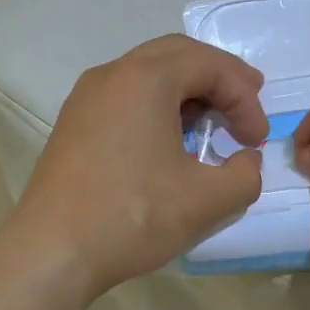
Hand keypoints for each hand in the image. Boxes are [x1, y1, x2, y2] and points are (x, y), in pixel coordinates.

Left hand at [0, 35, 268, 305]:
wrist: (53, 252)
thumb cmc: (133, 217)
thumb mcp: (207, 200)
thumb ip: (245, 174)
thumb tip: (245, 160)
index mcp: (144, 79)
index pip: (210, 66)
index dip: (245, 98)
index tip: (257, 140)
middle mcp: (110, 75)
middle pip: (176, 56)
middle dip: (217, 77)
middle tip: (247, 101)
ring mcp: (84, 100)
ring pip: (146, 76)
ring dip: (185, 92)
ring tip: (210, 122)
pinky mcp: (72, 126)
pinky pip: (123, 99)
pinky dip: (156, 108)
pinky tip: (167, 142)